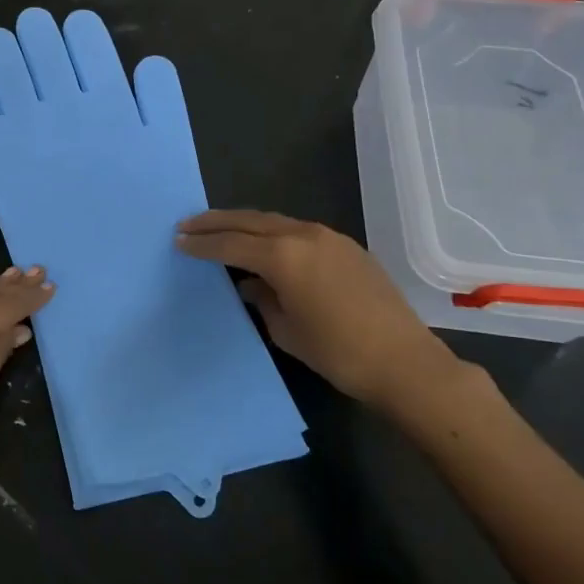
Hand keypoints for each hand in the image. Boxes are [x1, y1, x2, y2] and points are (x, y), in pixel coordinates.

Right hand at [176, 210, 460, 406]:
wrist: (405, 362)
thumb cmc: (337, 353)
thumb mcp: (286, 330)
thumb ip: (261, 299)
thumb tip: (250, 284)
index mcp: (283, 257)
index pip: (230, 244)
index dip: (202, 243)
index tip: (177, 240)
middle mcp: (303, 236)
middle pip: (249, 221)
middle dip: (216, 222)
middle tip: (188, 223)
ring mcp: (328, 238)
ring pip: (274, 221)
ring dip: (244, 224)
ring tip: (219, 229)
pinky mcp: (346, 247)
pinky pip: (297, 231)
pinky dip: (272, 233)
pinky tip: (264, 246)